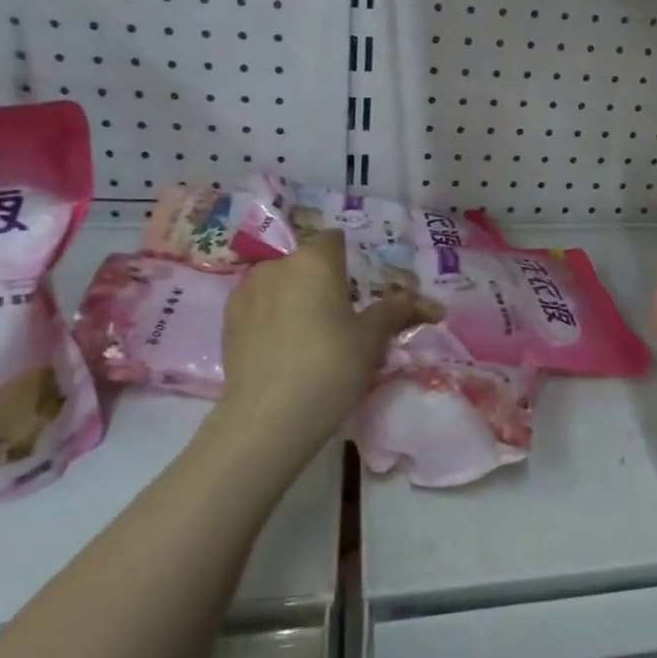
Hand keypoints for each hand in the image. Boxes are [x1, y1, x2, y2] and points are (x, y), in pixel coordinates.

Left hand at [215, 231, 434, 464]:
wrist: (267, 417)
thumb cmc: (330, 365)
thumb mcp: (371, 339)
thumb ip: (395, 312)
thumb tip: (429, 304)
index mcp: (314, 260)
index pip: (334, 240)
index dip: (348, 260)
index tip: (359, 290)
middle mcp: (277, 266)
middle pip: (305, 264)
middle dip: (321, 283)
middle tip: (340, 319)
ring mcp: (246, 292)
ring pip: (279, 285)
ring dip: (294, 299)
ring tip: (308, 338)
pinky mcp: (227, 322)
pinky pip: (258, 308)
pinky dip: (271, 319)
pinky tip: (282, 350)